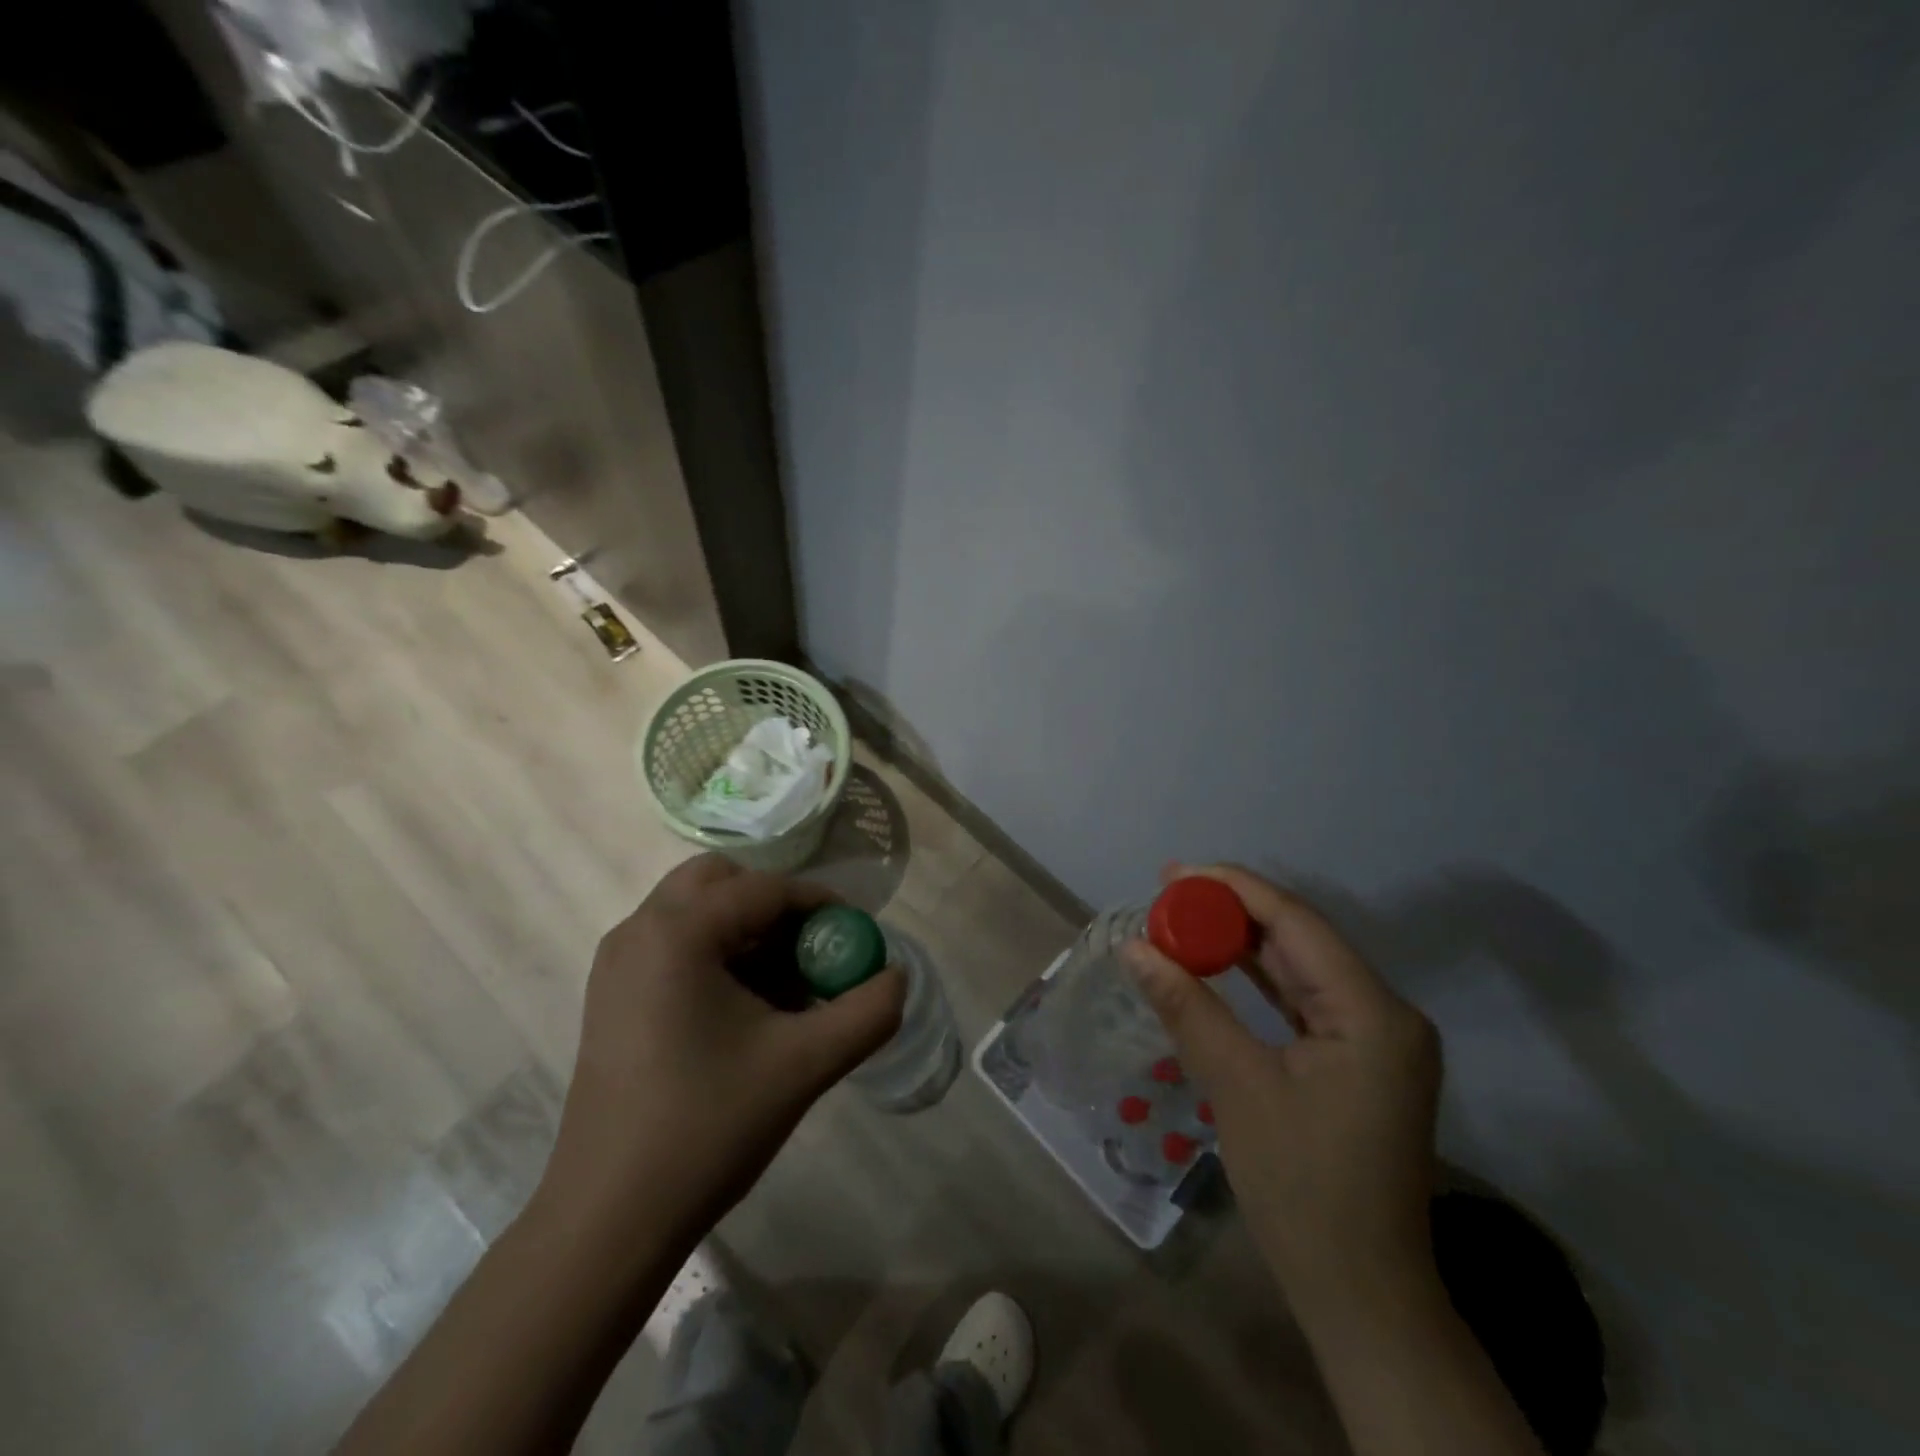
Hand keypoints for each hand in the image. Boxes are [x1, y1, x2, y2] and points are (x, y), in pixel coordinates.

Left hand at [540, 856, 906, 1233]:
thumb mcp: (805, 1065)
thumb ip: (867, 1012)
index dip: (820, 904)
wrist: (609, 1220)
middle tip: (809, 952)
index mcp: (678, 932)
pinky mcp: (612, 996)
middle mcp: (639, 931)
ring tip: (785, 988)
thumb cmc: (707, 1127)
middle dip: (774, 905)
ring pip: (696, 912)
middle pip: (721, 881)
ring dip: (746, 930)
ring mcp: (617, 964)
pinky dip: (718, 954)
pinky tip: (745, 1012)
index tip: (856, 936)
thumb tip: (896, 977)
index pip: (765, 888)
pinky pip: (675, 945)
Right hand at [1122, 863, 1440, 1317]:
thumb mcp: (1237, 1087)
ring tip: (1181, 918)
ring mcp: (1375, 1038)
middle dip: (1232, 911)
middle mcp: (1384, 1013)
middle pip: (1299, 938)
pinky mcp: (1358, 1060)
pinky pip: (1302, 999)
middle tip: (1167, 893)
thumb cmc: (1303, 1189)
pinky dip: (1256, 979)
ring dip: (1240, 942)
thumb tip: (1134, 947)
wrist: (1361, 1293)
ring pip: (1299, 966)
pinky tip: (1215, 963)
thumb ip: (1187, 1006)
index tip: (1175, 873)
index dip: (1233, 889)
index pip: (1296, 923)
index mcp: (1372, 1013)